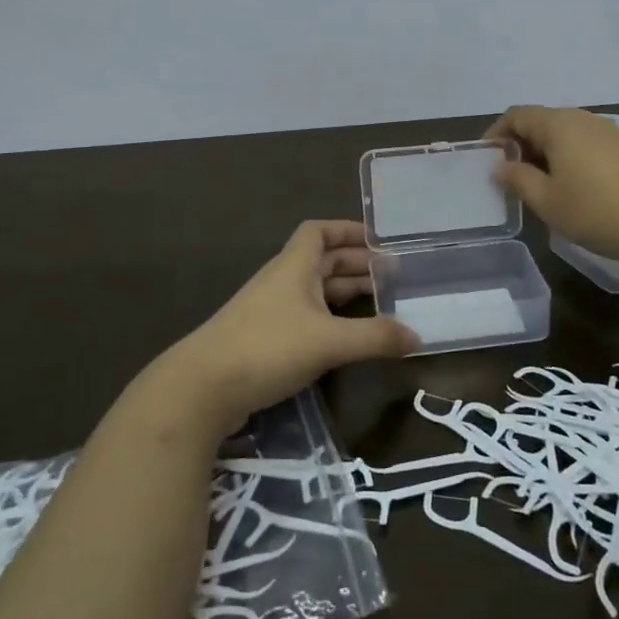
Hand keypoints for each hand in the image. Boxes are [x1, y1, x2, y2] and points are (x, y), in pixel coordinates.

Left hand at [160, 220, 419, 430]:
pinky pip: (306, 319)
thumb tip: (417, 336)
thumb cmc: (267, 348)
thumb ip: (375, 337)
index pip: (319, 231)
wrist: (201, 389)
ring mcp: (271, 311)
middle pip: (322, 261)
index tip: (380, 241)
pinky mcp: (264, 340)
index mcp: (294, 266)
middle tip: (394, 278)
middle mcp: (282, 281)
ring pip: (315, 292)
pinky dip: (330, 321)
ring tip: (381, 306)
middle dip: (357, 265)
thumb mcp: (329, 341)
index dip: (348, 230)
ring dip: (345, 295)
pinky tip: (348, 340)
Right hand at [485, 106, 618, 271]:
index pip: (516, 115)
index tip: (486, 162)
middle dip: (519, 147)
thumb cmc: (599, 211)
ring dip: (544, 155)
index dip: (495, 135)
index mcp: (558, 124)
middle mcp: (583, 119)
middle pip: (540, 122)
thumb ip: (518, 179)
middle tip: (509, 180)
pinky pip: (584, 146)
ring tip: (538, 188)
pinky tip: (572, 190)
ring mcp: (609, 132)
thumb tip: (501, 166)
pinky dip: (567, 160)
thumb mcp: (548, 201)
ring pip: (564, 135)